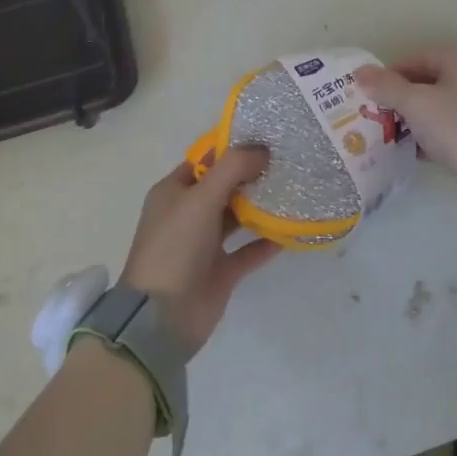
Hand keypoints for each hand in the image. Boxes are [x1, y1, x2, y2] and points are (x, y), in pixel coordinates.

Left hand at [121, 147, 282, 357]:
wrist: (162, 318)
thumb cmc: (175, 247)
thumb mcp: (200, 199)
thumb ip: (232, 169)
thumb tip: (263, 149)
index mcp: (174, 192)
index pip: (205, 160)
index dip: (232, 148)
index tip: (267, 137)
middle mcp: (188, 214)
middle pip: (225, 186)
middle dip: (252, 174)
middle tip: (288, 159)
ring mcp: (205, 243)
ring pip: (238, 216)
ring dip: (261, 205)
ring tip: (294, 188)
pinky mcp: (222, 270)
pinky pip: (249, 249)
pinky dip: (268, 240)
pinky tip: (292, 230)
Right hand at [355, 47, 456, 194]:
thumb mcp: (416, 103)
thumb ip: (387, 86)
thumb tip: (360, 71)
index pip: (417, 57)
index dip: (391, 73)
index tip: (370, 92)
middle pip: (429, 82)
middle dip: (401, 97)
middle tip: (376, 114)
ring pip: (439, 107)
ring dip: (415, 119)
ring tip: (389, 134)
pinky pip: (450, 129)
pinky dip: (431, 136)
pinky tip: (413, 151)